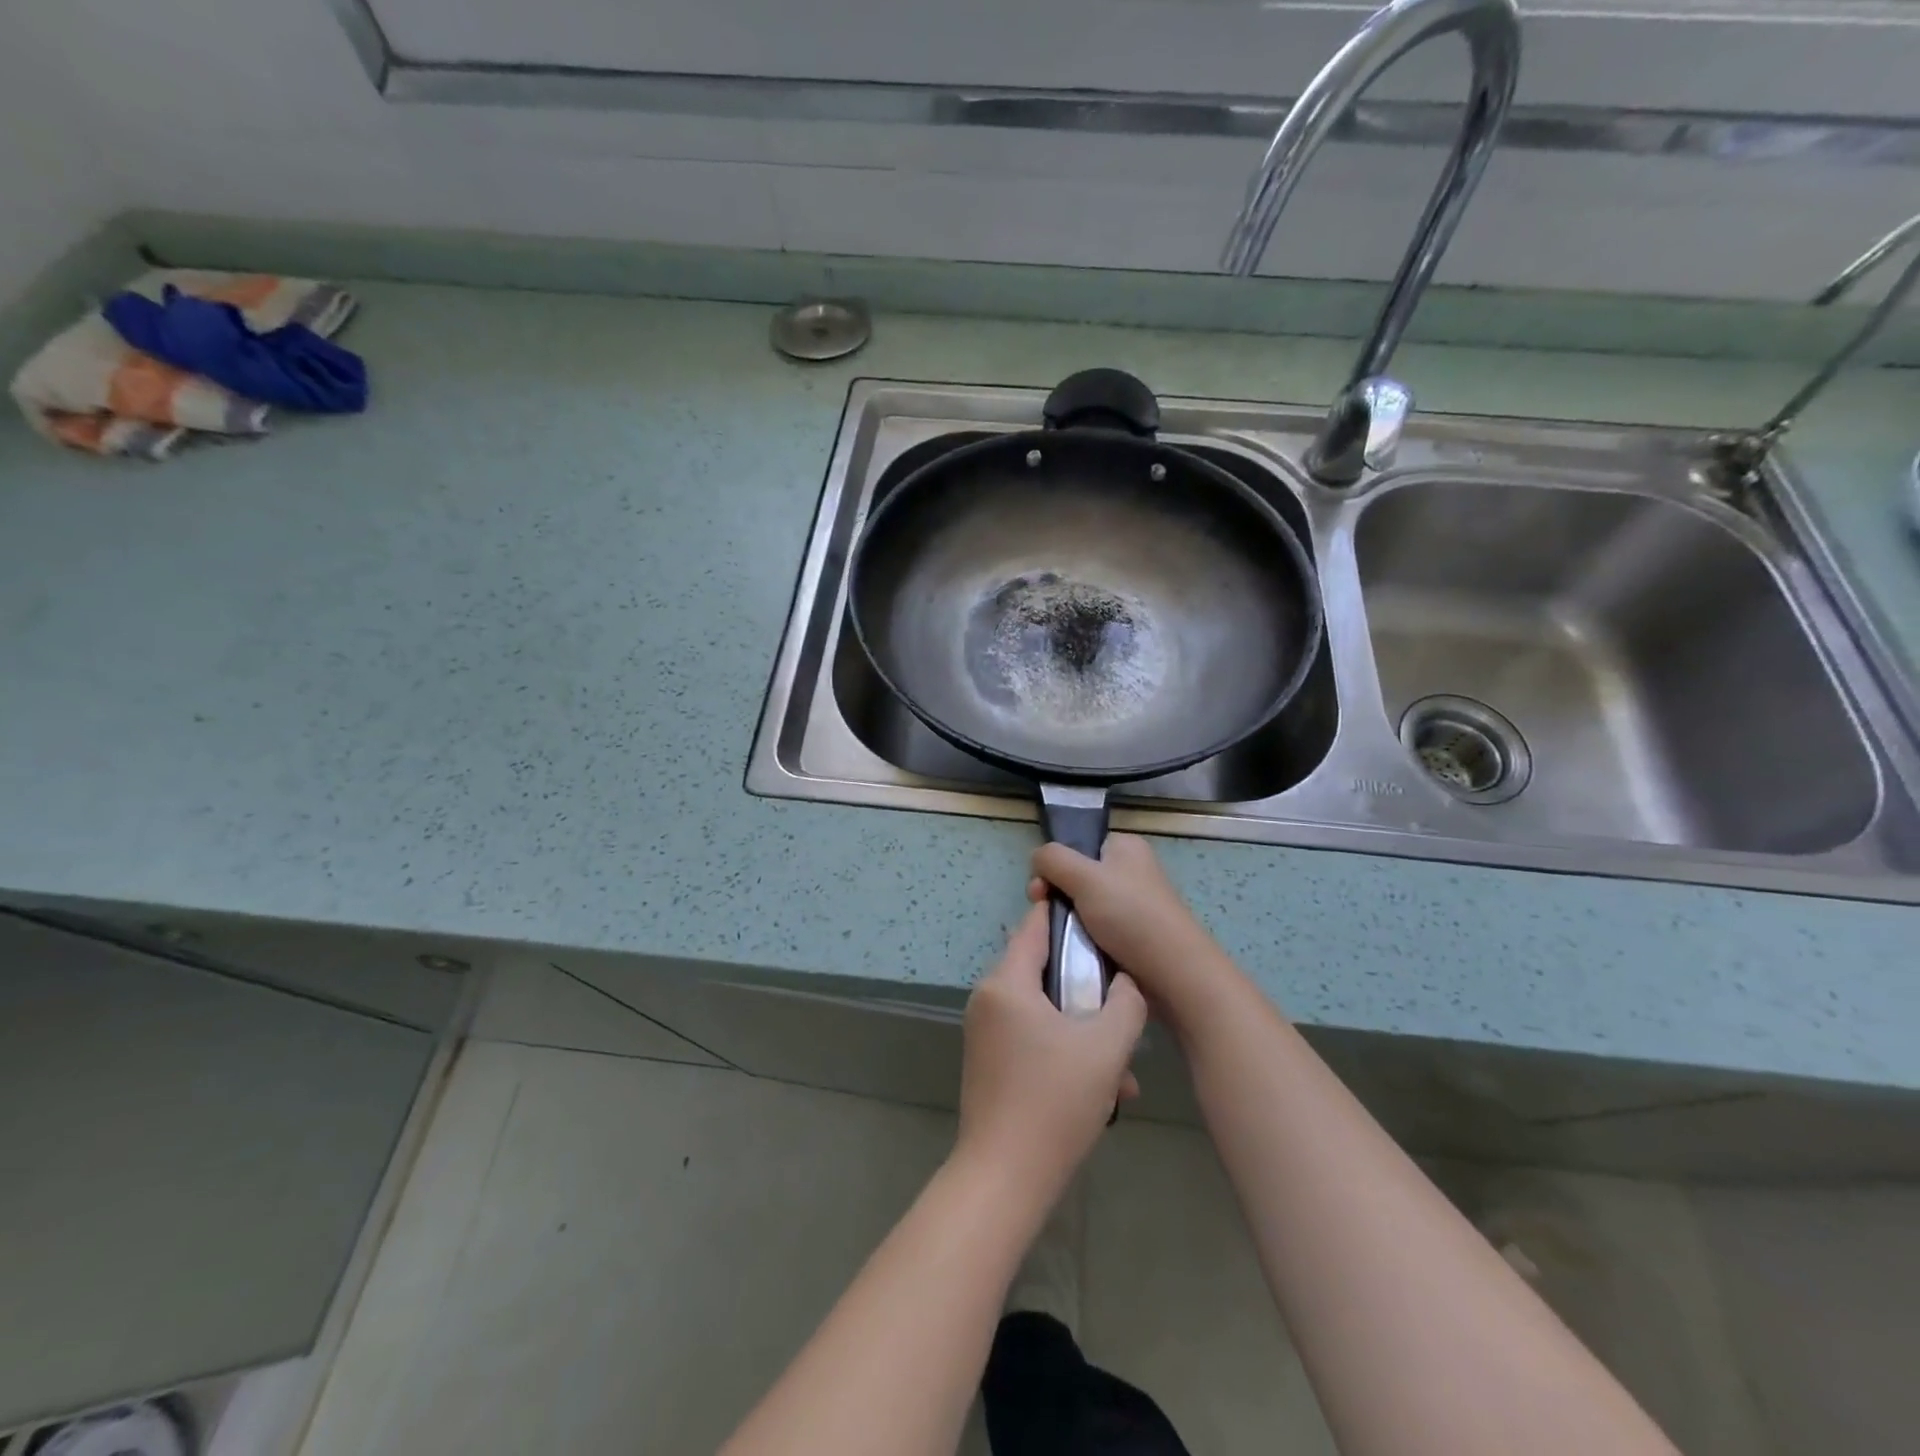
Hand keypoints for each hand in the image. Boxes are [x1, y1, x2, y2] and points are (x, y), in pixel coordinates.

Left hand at [955, 903, 1146, 1209]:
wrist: (1004, 1179)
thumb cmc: (1054, 1102)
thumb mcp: (1106, 1047)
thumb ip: (1126, 1002)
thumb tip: (1125, 979)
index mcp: (1007, 983)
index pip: (1035, 926)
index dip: (1068, 915)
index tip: (1102, 917)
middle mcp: (988, 999)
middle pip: (1042, 970)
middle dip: (1085, 987)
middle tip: (1122, 1005)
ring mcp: (985, 1032)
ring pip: (1042, 1011)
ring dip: (1082, 1029)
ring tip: (1121, 1068)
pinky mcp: (988, 1061)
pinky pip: (1031, 1038)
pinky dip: (1063, 1050)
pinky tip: (1101, 1089)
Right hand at [1029, 833, 1241, 1037]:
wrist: (1174, 973)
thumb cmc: (1131, 915)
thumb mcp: (1085, 877)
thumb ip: (1053, 859)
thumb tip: (1036, 859)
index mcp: (1125, 847)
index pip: (1077, 845)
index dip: (1054, 865)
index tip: (1040, 891)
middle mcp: (1129, 871)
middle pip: (1075, 876)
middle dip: (1055, 896)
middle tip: (1044, 916)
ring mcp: (1131, 904)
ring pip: (1082, 906)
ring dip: (1066, 921)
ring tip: (1056, 939)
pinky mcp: (1131, 935)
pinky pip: (1094, 930)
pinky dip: (1081, 939)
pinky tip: (1073, 952)